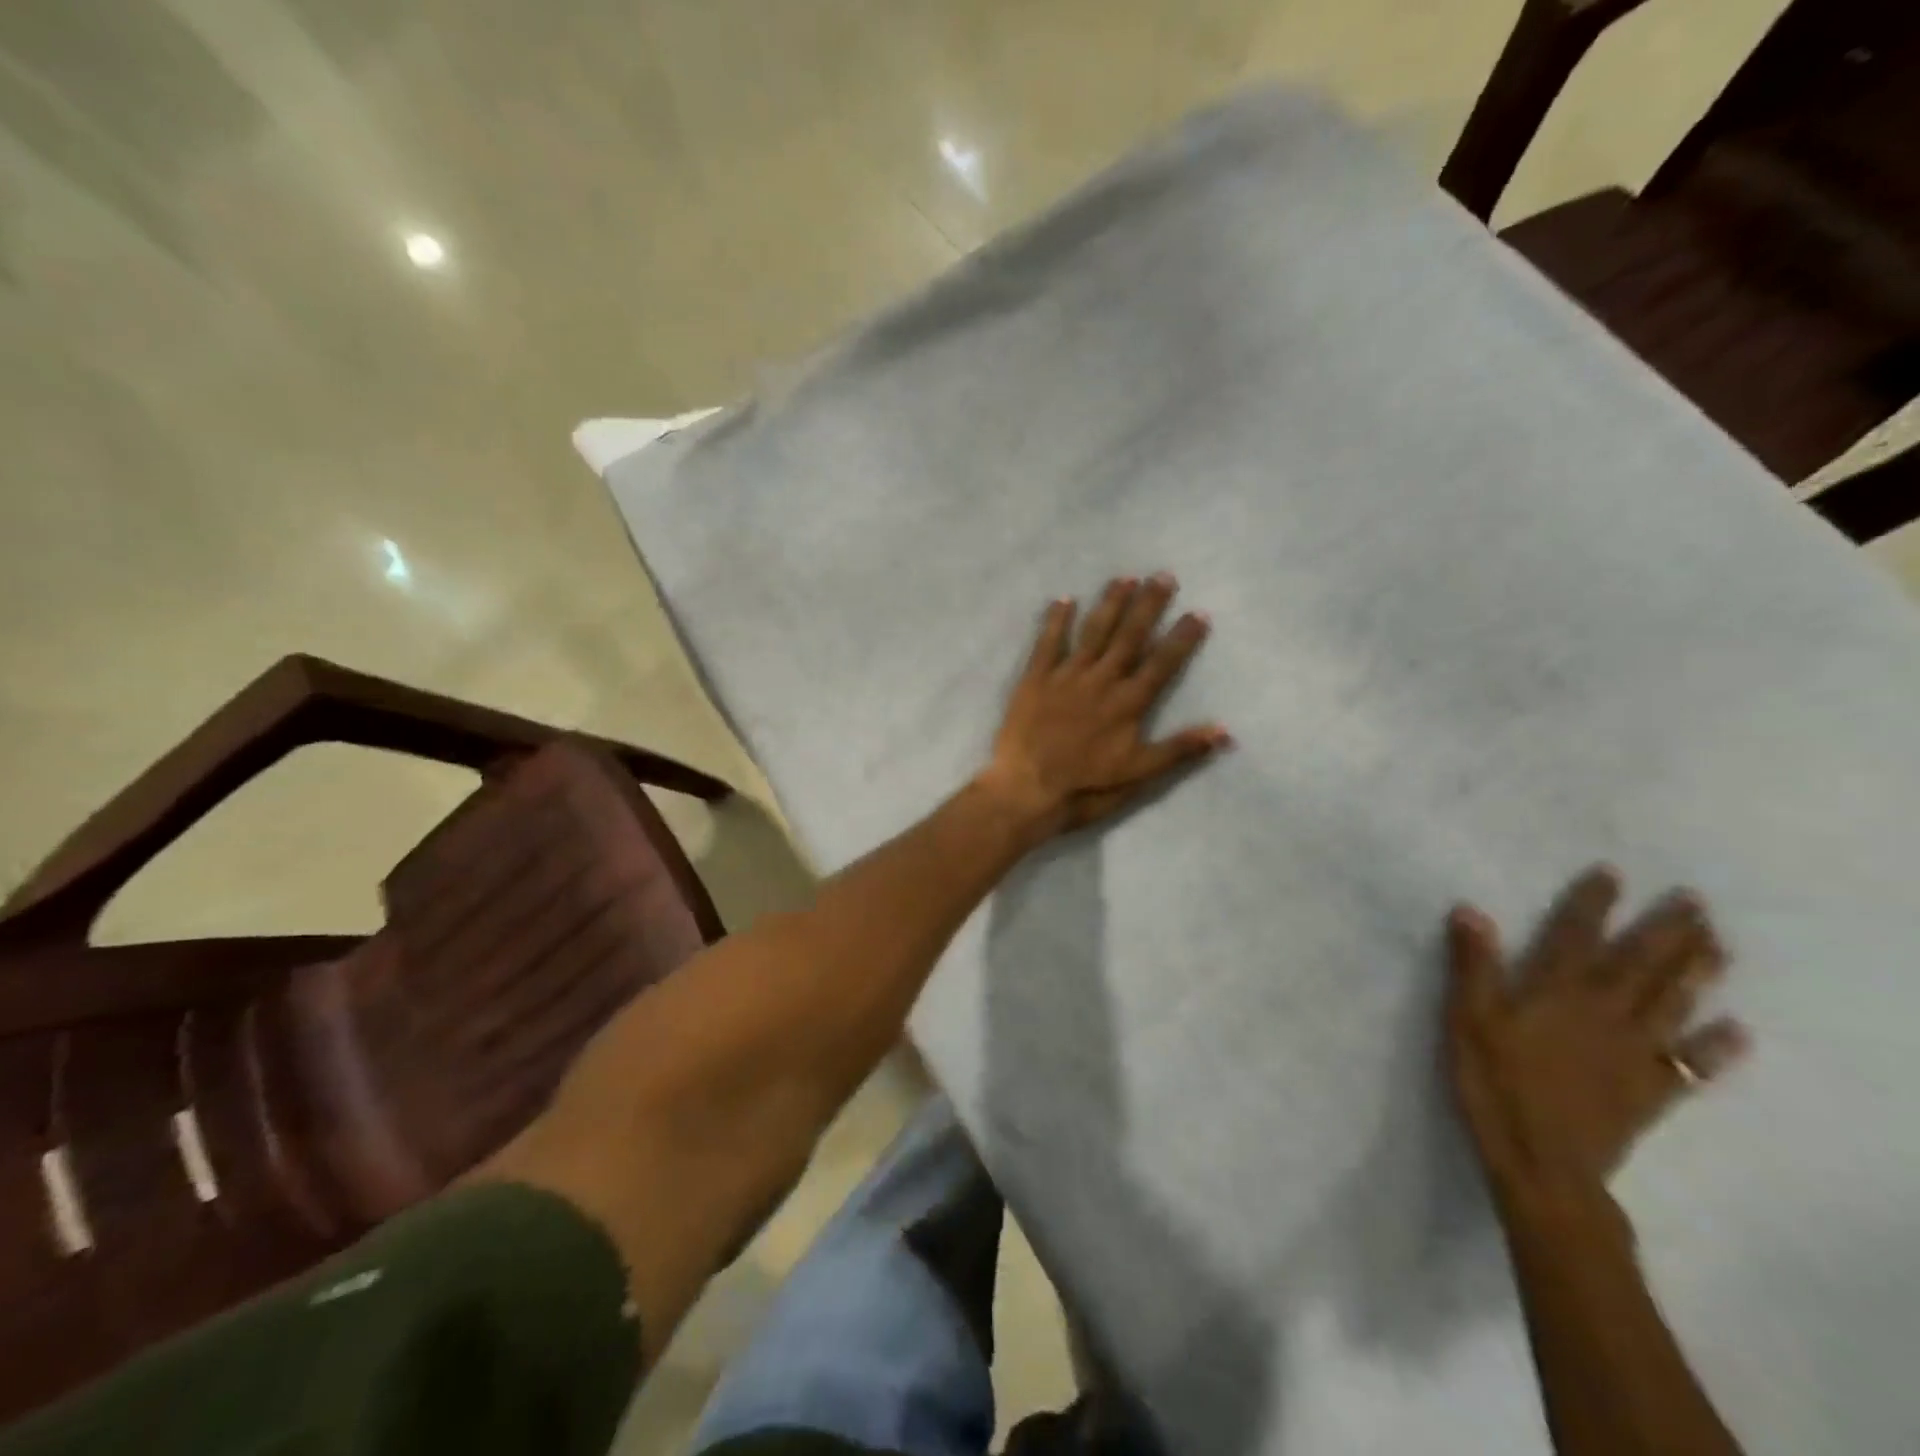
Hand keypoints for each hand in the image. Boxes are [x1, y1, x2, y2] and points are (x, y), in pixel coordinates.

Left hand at [979, 574, 1228, 836]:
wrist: (1027, 789)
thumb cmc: (1086, 787)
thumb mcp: (1139, 775)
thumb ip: (1180, 749)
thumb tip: (1225, 730)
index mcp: (1128, 703)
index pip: (1163, 663)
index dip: (1182, 638)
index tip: (1198, 612)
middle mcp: (1101, 680)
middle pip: (1130, 636)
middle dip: (1149, 605)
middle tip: (1164, 575)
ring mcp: (1066, 676)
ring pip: (1093, 632)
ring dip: (1110, 604)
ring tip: (1125, 578)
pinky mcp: (1035, 679)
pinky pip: (1047, 643)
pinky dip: (1055, 620)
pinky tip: (1064, 599)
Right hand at [1446, 867, 1749, 1200]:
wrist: (1543, 1163)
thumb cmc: (1494, 1083)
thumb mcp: (1467, 1020)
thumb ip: (1473, 966)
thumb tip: (1471, 910)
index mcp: (1557, 993)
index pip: (1577, 936)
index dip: (1593, 904)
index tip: (1612, 873)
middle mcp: (1605, 1013)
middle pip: (1642, 964)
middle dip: (1668, 930)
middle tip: (1695, 900)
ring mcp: (1635, 1052)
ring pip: (1674, 1003)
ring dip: (1698, 971)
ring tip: (1719, 944)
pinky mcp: (1651, 1090)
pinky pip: (1692, 1063)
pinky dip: (1717, 1046)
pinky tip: (1737, 1030)